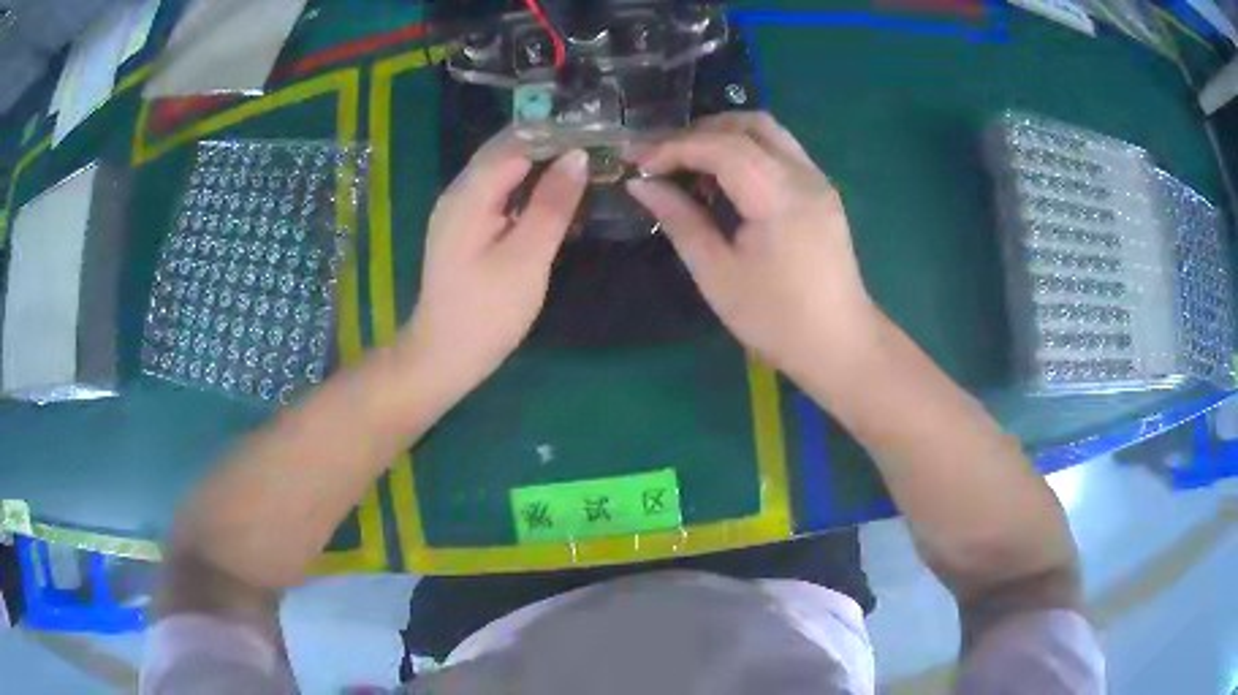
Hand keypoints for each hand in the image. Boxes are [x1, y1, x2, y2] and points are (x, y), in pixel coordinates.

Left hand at [400, 132, 586, 400]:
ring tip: (586, 166)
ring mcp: (461, 211)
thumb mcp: (526, 258)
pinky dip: (530, 188)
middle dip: (551, 144)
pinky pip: (501, 193)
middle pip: (507, 151)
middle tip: (599, 148)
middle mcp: (460, 193)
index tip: (598, 133)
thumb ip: (552, 205)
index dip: (557, 132)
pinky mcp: (467, 228)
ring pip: (505, 171)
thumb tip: (577, 157)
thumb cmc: (486, 312)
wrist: (444, 356)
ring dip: (543, 165)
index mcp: (469, 194)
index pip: (516, 142)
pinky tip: (557, 197)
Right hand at [627, 112, 881, 381]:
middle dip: (698, 132)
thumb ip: (679, 219)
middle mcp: (804, 175)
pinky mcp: (821, 191)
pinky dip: (746, 151)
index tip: (636, 160)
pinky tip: (724, 180)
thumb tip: (640, 183)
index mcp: (779, 196)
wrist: (839, 344)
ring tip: (689, 165)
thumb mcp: (716, 274)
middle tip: (662, 157)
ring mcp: (818, 179)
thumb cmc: (775, 319)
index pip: (721, 146)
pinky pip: (780, 151)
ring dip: (724, 136)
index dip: (673, 146)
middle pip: (748, 124)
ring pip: (767, 132)